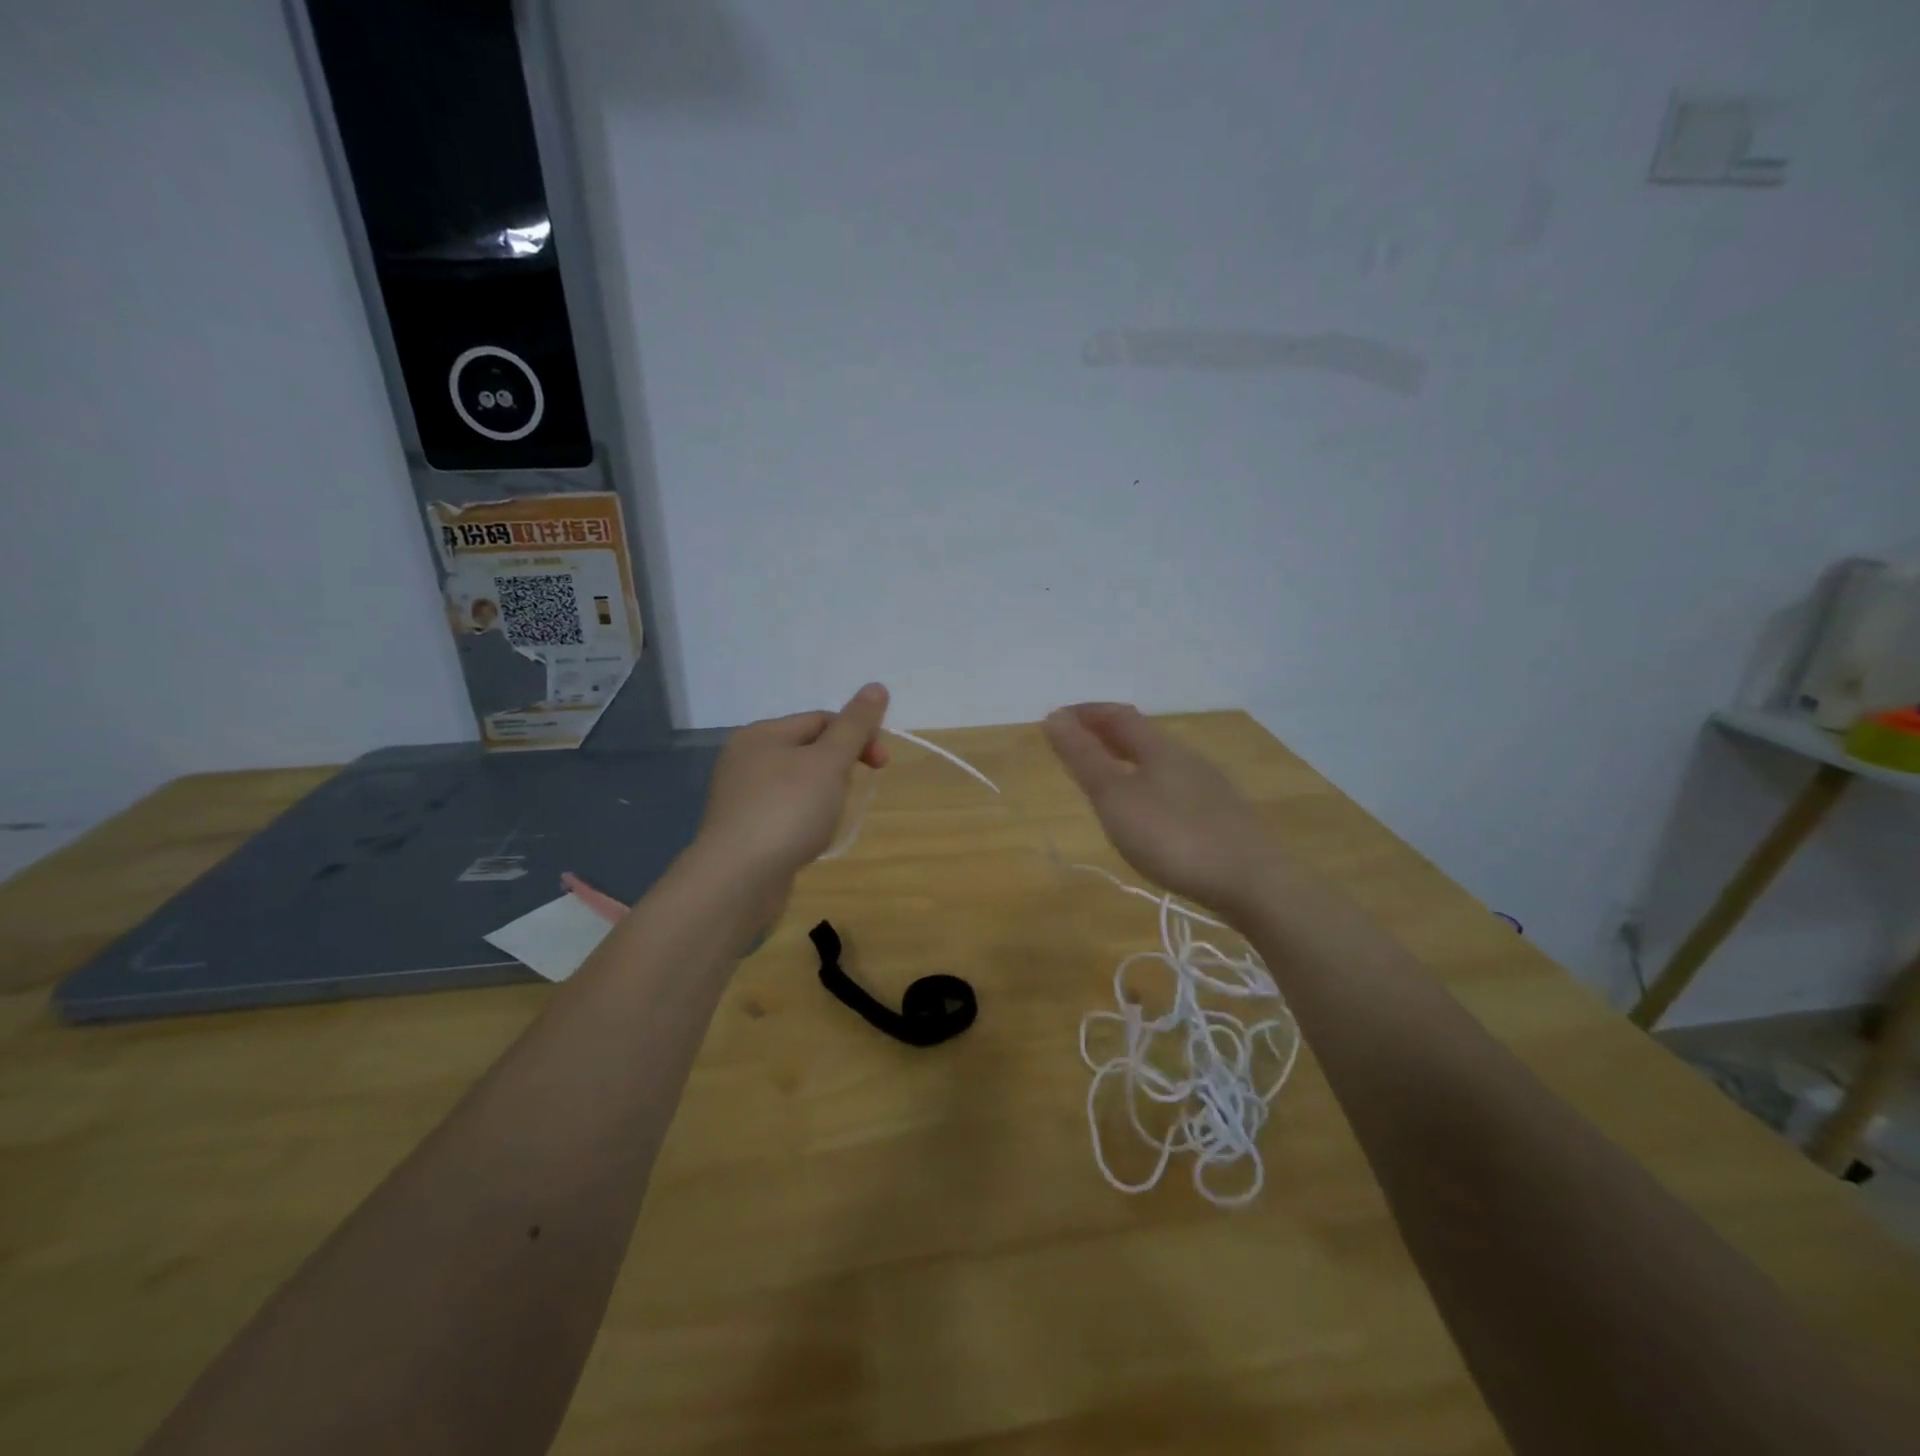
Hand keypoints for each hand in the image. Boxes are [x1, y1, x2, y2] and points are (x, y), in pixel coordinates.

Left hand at [694, 684, 891, 885]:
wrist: (738, 879)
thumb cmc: (788, 810)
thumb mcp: (829, 761)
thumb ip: (855, 725)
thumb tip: (876, 685)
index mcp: (762, 733)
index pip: (822, 719)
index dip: (858, 735)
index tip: (882, 764)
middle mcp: (745, 757)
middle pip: (809, 750)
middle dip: (840, 768)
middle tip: (852, 793)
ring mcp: (740, 795)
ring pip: (798, 783)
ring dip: (824, 796)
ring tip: (829, 820)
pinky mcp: (742, 828)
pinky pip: (784, 811)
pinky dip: (804, 819)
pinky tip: (809, 838)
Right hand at [1044, 703, 1283, 913]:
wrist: (1253, 882)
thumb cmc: (1173, 836)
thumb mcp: (1116, 797)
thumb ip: (1084, 758)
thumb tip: (1055, 717)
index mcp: (1159, 748)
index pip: (1118, 716)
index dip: (1087, 712)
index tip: (1057, 718)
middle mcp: (1187, 759)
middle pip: (1142, 736)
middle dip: (1106, 733)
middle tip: (1076, 743)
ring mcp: (1209, 788)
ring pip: (1160, 762)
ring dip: (1128, 760)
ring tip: (1107, 776)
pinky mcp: (1222, 817)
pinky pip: (1175, 786)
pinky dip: (1148, 784)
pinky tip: (1149, 811)